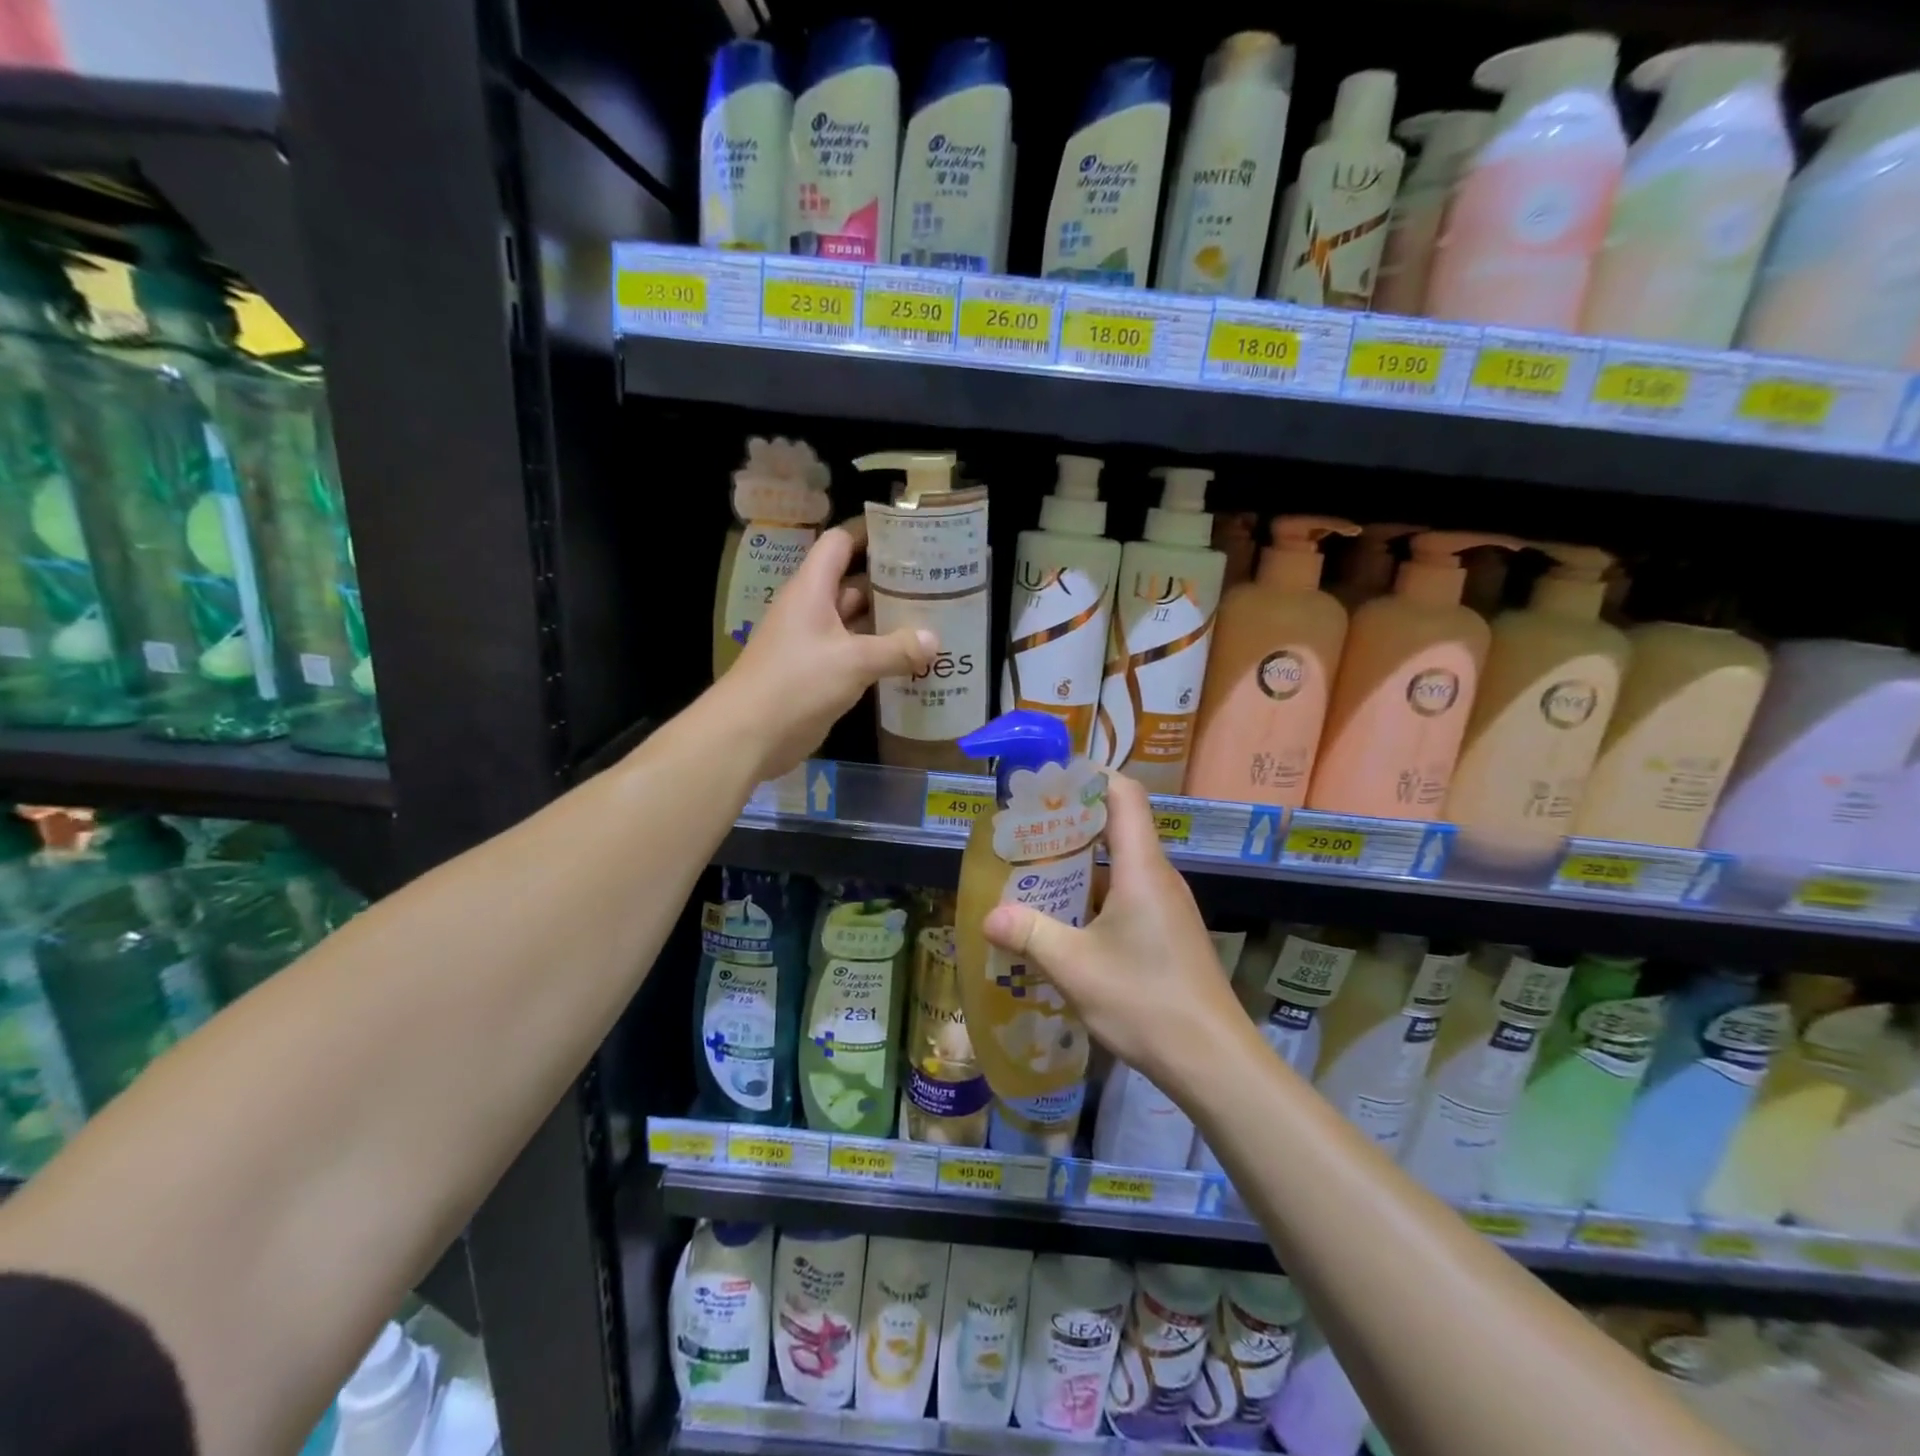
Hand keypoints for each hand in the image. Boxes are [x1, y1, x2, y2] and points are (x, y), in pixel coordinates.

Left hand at [718, 521, 935, 780]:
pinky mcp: (819, 675)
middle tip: (936, 583)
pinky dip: (880, 655)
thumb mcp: (853, 662)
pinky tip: (912, 660)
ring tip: (933, 619)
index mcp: (812, 590)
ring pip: (856, 623)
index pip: (840, 544)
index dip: (870, 535)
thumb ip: (896, 649)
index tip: (909, 536)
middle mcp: (812, 610)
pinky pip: (855, 655)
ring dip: (888, 622)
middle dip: (891, 582)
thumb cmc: (797, 683)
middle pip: (853, 584)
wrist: (749, 734)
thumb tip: (933, 640)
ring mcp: (814, 644)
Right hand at [982, 774, 1249, 1094]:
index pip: (1124, 794)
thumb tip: (989, 916)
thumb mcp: (1075, 967)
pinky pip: (1128, 894)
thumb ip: (1030, 934)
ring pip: (1120, 865)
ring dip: (1079, 864)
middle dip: (1070, 822)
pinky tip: (1065, 922)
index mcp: (1142, 868)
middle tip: (1025, 831)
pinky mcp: (1168, 931)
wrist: (1213, 1061)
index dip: (1089, 776)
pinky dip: (1095, 894)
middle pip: (1118, 826)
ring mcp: (1167, 906)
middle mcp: (1159, 877)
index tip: (1048, 780)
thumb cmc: (1145, 1001)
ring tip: (1035, 875)